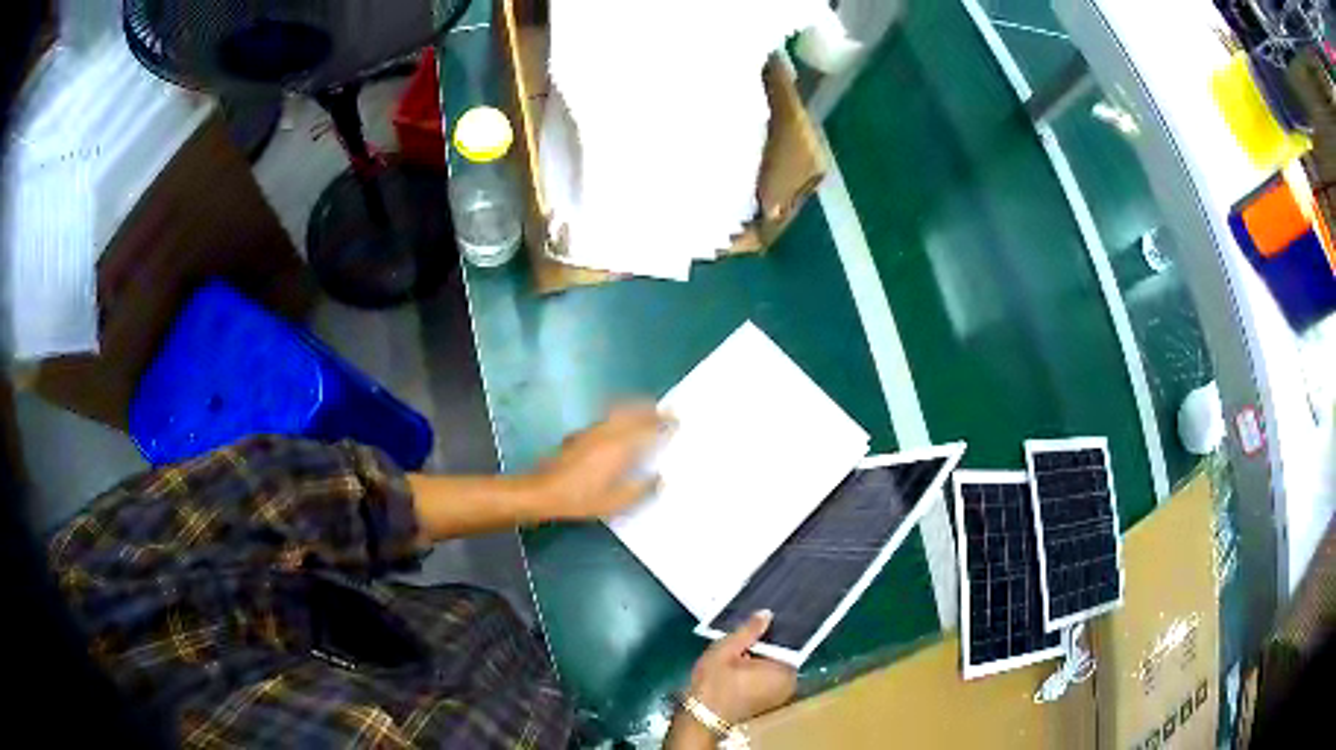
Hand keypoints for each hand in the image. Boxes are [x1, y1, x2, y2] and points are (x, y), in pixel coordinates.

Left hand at [529, 404, 669, 520]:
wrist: (544, 492)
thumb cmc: (581, 499)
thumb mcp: (616, 503)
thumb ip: (641, 489)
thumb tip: (660, 479)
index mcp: (619, 448)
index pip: (647, 429)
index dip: (664, 424)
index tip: (677, 421)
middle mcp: (607, 434)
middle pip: (632, 412)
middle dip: (650, 410)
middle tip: (665, 412)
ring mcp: (591, 433)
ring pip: (617, 413)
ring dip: (634, 411)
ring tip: (645, 415)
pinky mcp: (580, 436)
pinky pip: (606, 421)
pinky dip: (619, 419)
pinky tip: (618, 430)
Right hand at [685, 611, 796, 725]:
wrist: (700, 717)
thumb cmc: (713, 684)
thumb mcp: (726, 651)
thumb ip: (748, 631)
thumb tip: (767, 613)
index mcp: (784, 671)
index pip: (787, 642)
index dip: (773, 630)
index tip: (762, 618)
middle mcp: (789, 683)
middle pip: (781, 654)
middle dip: (765, 643)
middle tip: (746, 632)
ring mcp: (780, 695)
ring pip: (773, 665)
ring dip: (760, 656)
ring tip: (741, 645)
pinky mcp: (769, 701)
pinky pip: (768, 677)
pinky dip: (757, 669)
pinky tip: (741, 662)